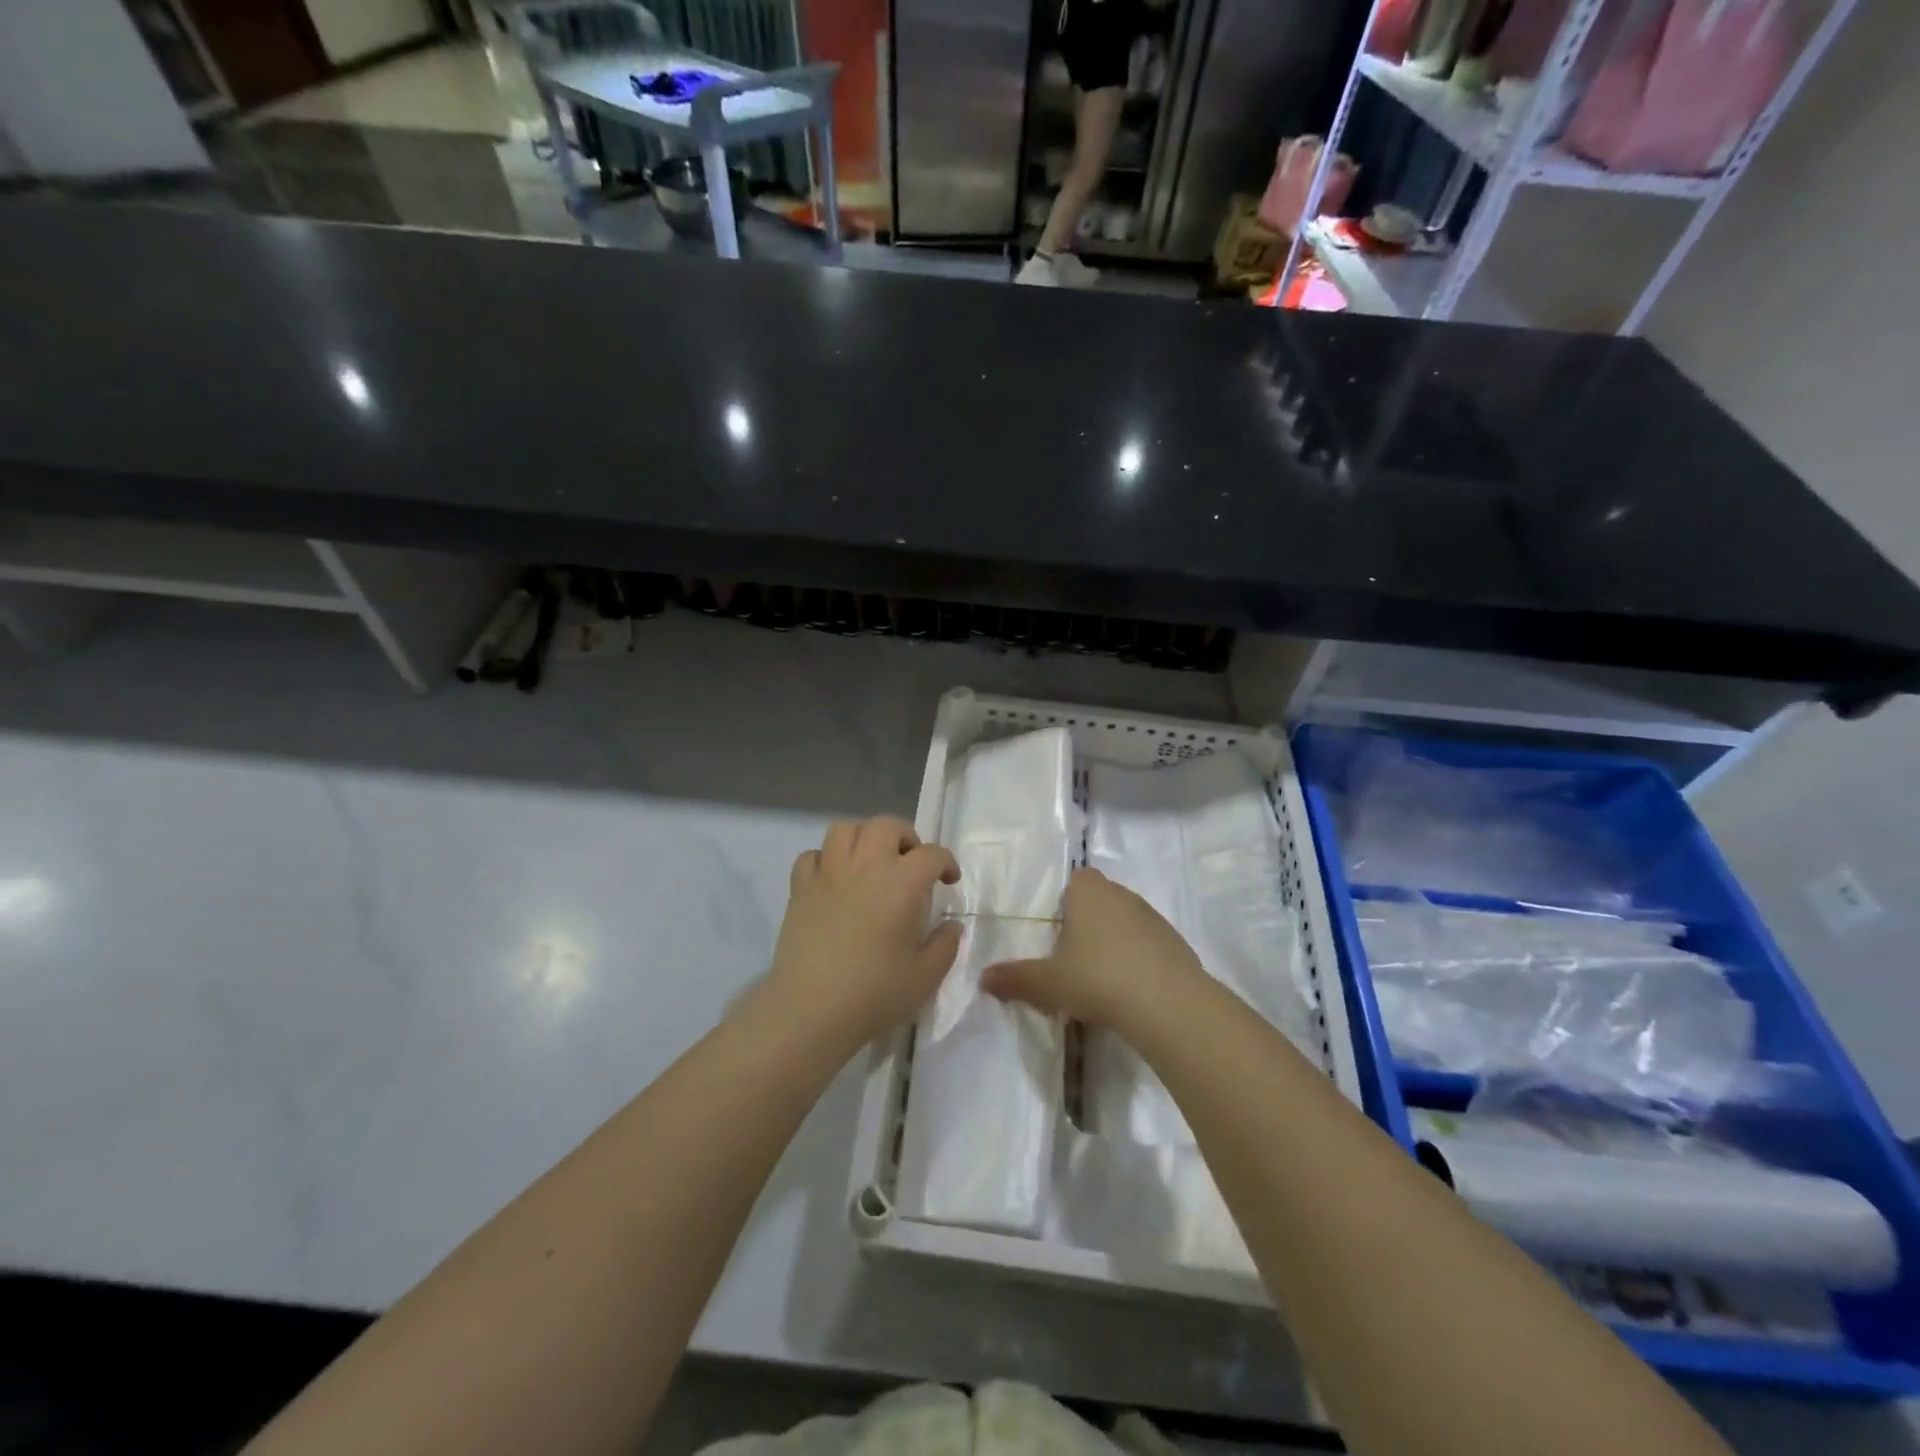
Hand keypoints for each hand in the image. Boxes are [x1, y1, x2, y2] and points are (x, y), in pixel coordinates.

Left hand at [767, 816, 962, 1048]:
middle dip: (905, 837)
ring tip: (871, 862)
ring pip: (845, 829)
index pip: (932, 854)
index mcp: (901, 882)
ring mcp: (828, 874)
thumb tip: (952, 925)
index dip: (946, 863)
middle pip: (886, 825)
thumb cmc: (874, 993)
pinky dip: (826, 860)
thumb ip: (946, 945)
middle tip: (911, 863)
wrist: (811, 1010)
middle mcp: (865, 866)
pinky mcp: (800, 889)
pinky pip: (812, 856)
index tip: (949, 881)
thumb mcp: (926, 976)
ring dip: (863, 838)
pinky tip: (834, 881)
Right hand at [981, 867, 1208, 1031]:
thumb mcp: (1048, 984)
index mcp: (1089, 892)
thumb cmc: (1098, 979)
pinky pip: (1148, 944)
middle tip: (1073, 959)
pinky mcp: (1176, 942)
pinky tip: (1131, 990)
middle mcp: (1122, 894)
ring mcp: (1153, 917)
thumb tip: (982, 978)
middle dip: (1088, 923)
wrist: (1168, 1003)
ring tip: (1102, 979)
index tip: (1058, 932)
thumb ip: (1015, 978)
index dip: (1067, 901)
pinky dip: (1139, 959)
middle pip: (1100, 899)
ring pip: (1126, 921)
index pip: (1076, 879)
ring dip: (1115, 941)